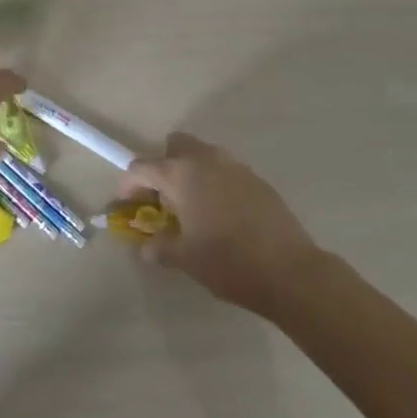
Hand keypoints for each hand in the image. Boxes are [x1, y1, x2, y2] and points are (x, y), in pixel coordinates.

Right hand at [119, 133, 322, 317]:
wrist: (289, 271)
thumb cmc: (228, 262)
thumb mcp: (185, 259)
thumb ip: (159, 247)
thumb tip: (146, 247)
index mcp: (180, 174)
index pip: (141, 167)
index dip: (129, 184)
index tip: (127, 203)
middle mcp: (205, 160)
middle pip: (174, 146)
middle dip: (163, 165)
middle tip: (163, 198)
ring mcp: (234, 166)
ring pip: (203, 155)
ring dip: (191, 172)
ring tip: (194, 207)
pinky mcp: (257, 179)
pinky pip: (226, 171)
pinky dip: (216, 183)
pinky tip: (223, 214)